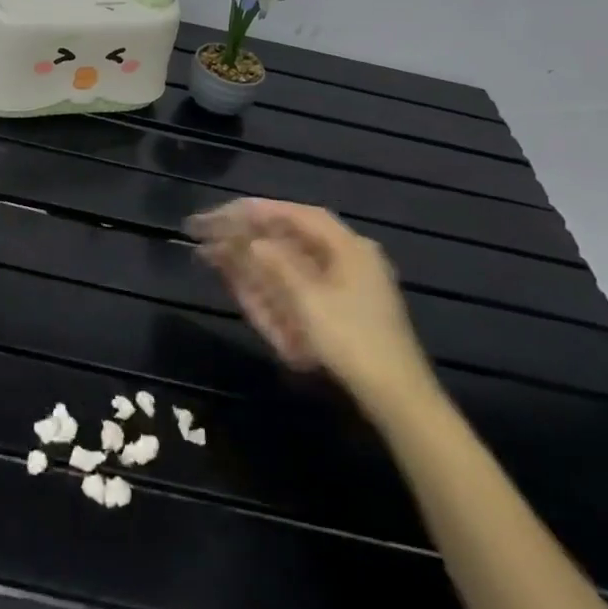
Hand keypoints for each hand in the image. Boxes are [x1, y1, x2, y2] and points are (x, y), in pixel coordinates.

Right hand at [188, 200, 437, 413]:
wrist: (397, 398)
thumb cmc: (352, 341)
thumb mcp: (308, 299)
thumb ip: (275, 264)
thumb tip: (251, 239)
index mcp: (348, 247)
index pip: (296, 215)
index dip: (256, 210)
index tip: (221, 212)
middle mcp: (349, 257)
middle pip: (291, 236)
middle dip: (248, 234)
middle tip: (209, 233)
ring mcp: (348, 285)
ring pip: (291, 261)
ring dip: (253, 257)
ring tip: (215, 254)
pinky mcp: (343, 310)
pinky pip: (298, 285)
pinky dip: (269, 280)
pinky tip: (244, 280)